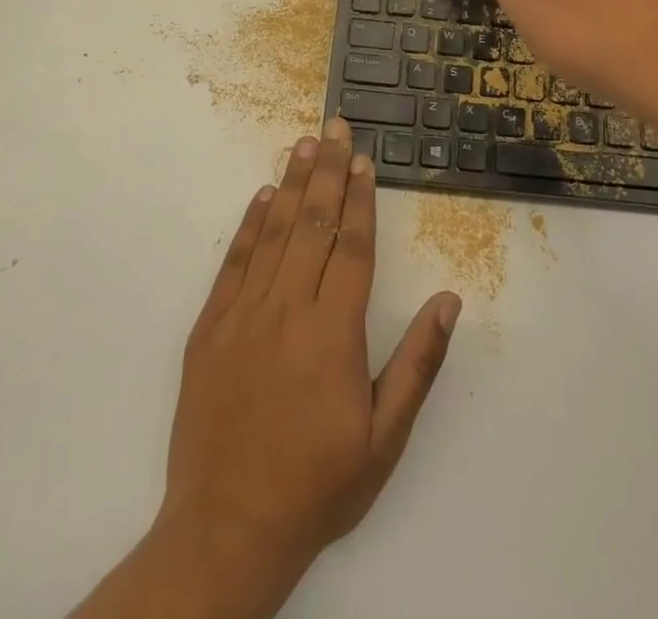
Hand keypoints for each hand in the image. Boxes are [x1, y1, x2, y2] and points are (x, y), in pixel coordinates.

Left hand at [160, 119, 460, 590]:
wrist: (226, 530)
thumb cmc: (317, 484)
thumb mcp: (384, 439)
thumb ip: (417, 363)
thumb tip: (449, 300)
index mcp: (333, 332)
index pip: (352, 247)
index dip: (360, 199)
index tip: (364, 160)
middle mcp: (287, 309)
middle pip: (313, 224)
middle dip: (328, 171)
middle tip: (335, 127)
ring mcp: (242, 314)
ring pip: (273, 232)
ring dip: (291, 184)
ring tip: (304, 144)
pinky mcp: (209, 327)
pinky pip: (234, 262)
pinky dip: (249, 225)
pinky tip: (261, 196)